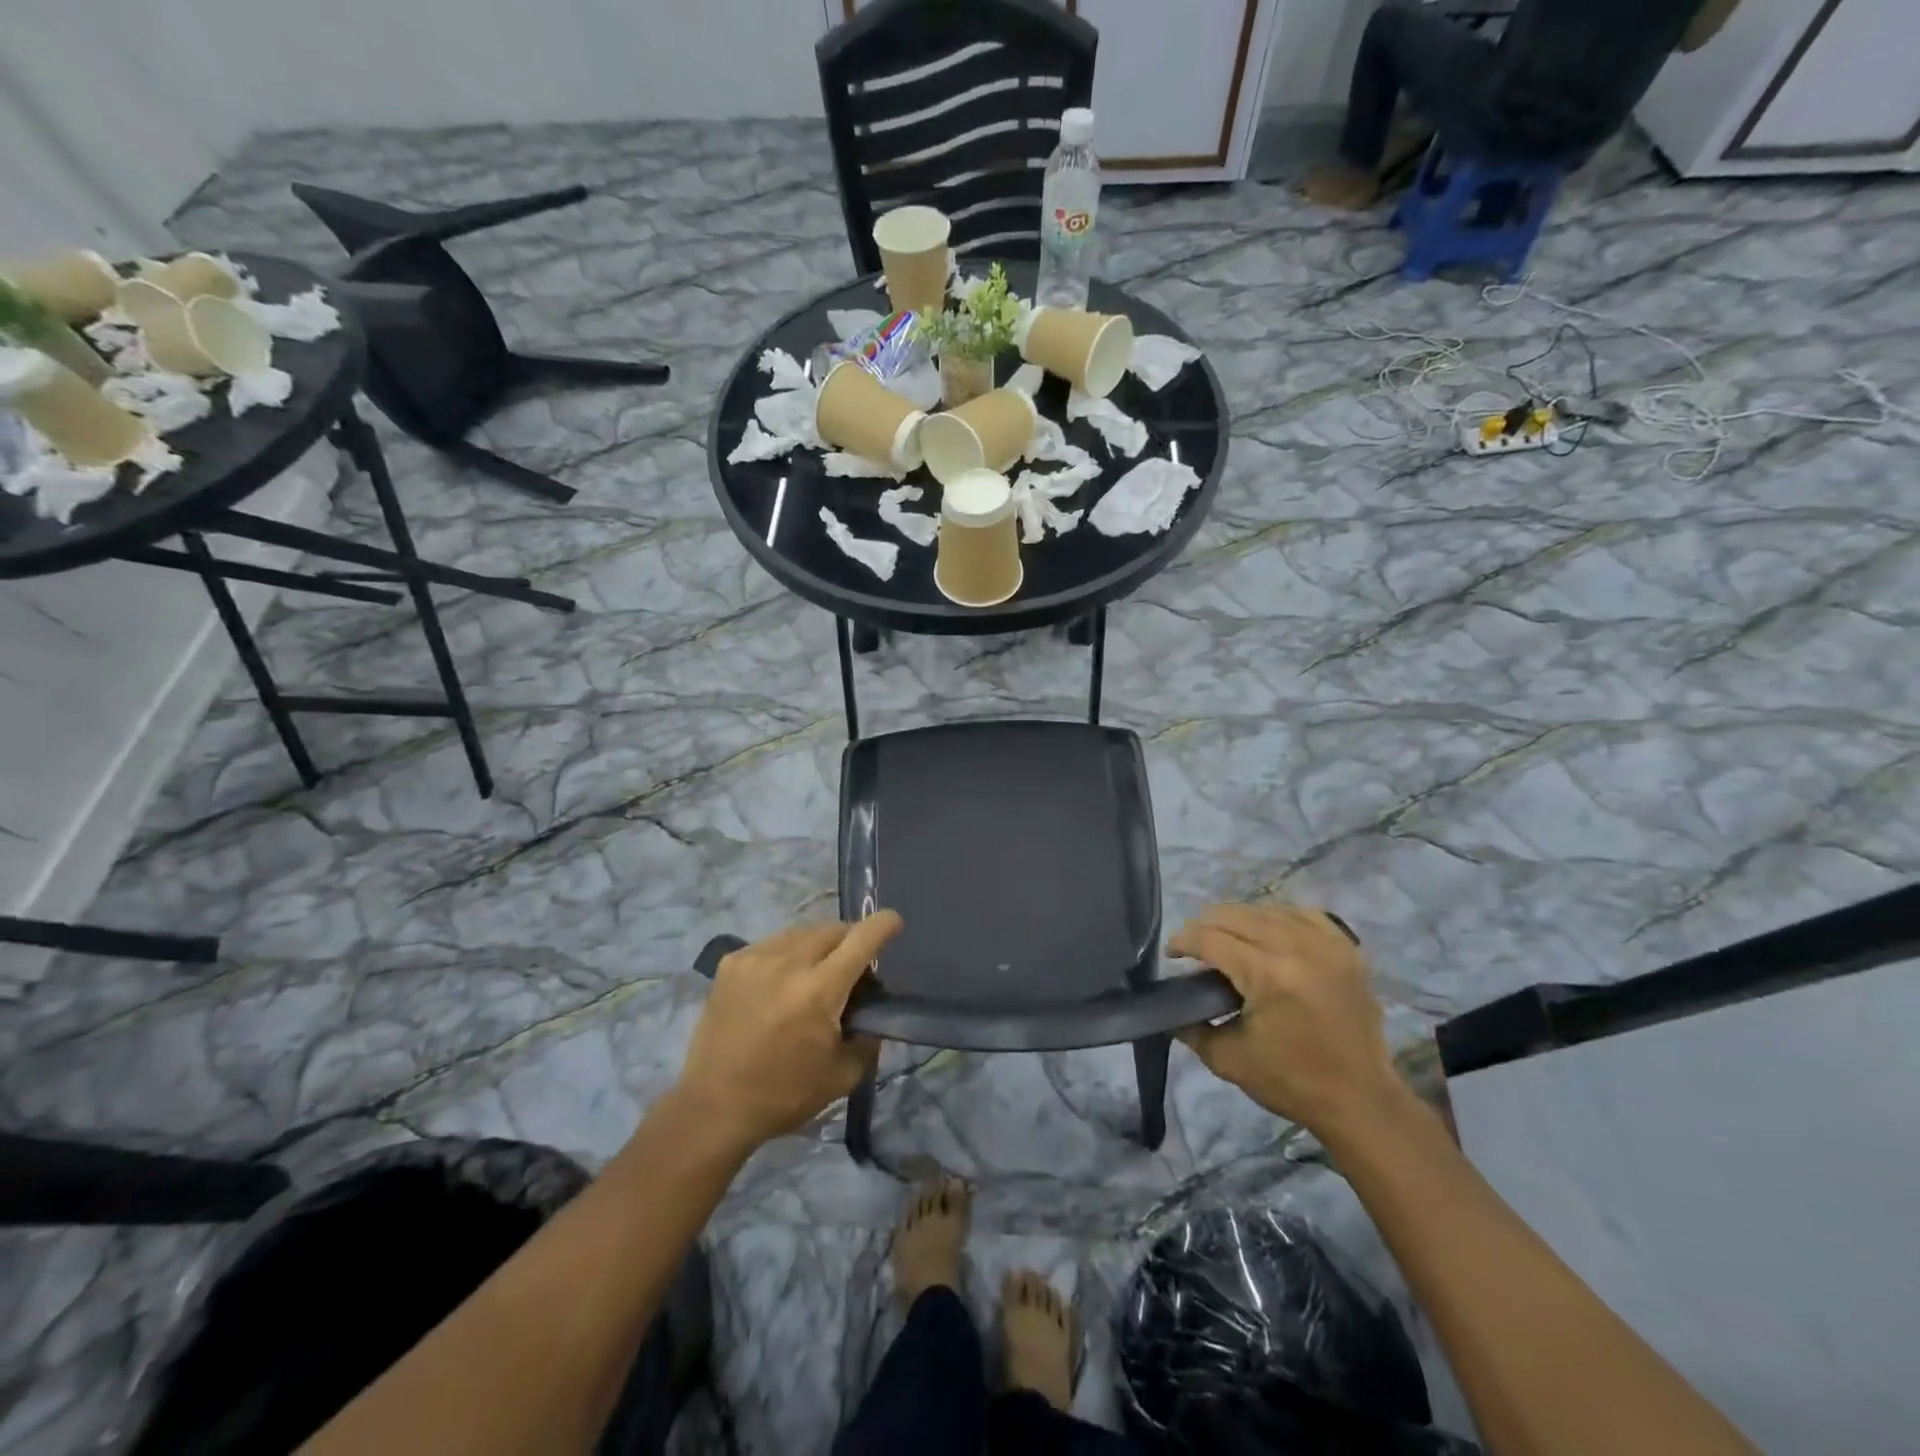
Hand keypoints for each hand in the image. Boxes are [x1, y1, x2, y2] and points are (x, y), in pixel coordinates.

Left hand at [675, 913, 901, 1151]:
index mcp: (819, 990)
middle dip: (851, 940)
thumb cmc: (784, 1094)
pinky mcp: (731, 963)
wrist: (714, 1107)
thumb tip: (872, 1008)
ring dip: (819, 945)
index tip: (894, 922)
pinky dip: (788, 953)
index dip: (883, 925)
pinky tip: (783, 980)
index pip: (861, 939)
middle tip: (853, 969)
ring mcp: (755, 958)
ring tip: (817, 972)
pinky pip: (773, 943)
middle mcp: (788, 963)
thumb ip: (868, 1035)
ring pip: (802, 932)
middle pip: (833, 930)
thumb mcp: (844, 1074)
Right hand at [1171, 903, 1401, 1135]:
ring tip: (1226, 937)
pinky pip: (1303, 914)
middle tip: (1193, 946)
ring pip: (1267, 910)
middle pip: (1235, 915)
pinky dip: (1279, 917)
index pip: (1210, 938)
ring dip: (1239, 919)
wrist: (1361, 1100)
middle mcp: (1296, 948)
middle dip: (1205, 925)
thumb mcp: (1228, 1059)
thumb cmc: (1292, 1082)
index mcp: (1267, 975)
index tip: (1171, 953)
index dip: (1183, 940)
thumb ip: (1191, 1026)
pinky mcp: (1346, 949)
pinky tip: (1268, 931)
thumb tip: (1169, 1005)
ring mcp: (1326, 944)